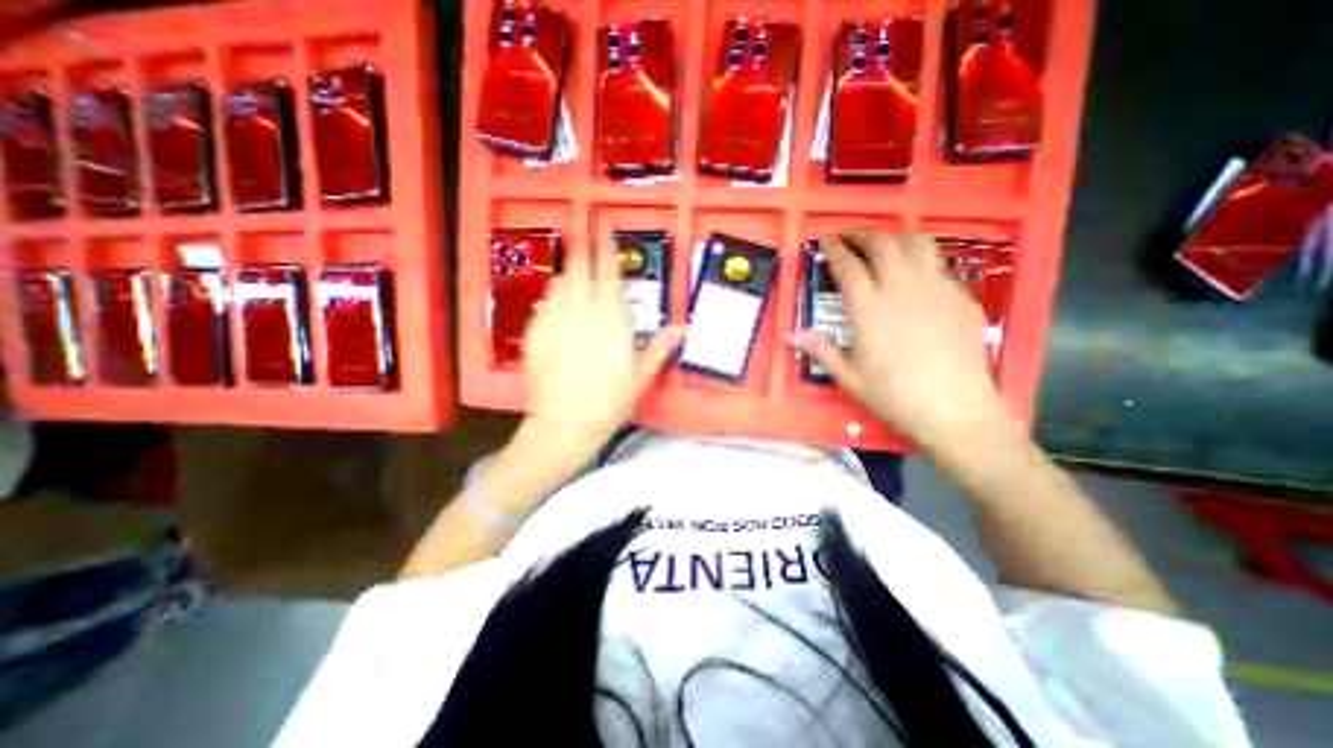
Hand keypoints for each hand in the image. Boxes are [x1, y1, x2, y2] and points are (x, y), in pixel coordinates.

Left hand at [520, 231, 686, 457]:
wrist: (566, 423)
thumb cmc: (608, 402)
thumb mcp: (641, 376)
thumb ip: (660, 347)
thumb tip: (683, 329)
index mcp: (611, 321)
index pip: (610, 275)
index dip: (607, 250)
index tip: (606, 233)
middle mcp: (583, 314)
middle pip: (581, 270)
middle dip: (584, 249)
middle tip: (585, 235)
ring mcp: (556, 321)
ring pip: (560, 283)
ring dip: (568, 271)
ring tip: (573, 267)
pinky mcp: (535, 334)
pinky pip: (543, 304)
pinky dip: (550, 296)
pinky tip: (554, 300)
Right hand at [794, 229, 1004, 448]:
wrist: (954, 408)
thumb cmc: (894, 394)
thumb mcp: (848, 376)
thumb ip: (819, 350)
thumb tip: (789, 335)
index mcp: (868, 307)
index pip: (847, 265)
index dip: (834, 249)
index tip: (826, 242)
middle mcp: (900, 288)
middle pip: (882, 243)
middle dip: (862, 233)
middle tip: (850, 236)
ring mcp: (935, 288)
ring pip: (916, 243)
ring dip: (895, 237)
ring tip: (883, 244)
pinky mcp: (961, 295)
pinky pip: (939, 264)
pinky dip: (921, 259)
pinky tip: (915, 275)